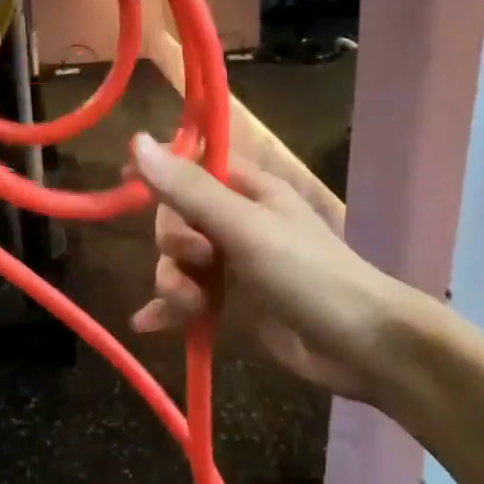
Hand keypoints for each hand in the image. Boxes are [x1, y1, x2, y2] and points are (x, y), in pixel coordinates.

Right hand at [127, 133, 411, 402]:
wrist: (357, 344)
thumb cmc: (306, 274)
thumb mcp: (245, 227)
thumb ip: (189, 190)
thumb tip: (136, 139)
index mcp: (247, 191)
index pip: (190, 167)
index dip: (160, 172)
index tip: (125, 180)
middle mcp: (235, 223)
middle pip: (174, 221)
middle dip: (173, 245)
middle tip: (200, 262)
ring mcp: (231, 267)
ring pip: (175, 264)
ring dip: (173, 285)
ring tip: (194, 307)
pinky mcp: (229, 306)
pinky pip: (184, 301)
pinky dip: (168, 310)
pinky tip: (148, 324)